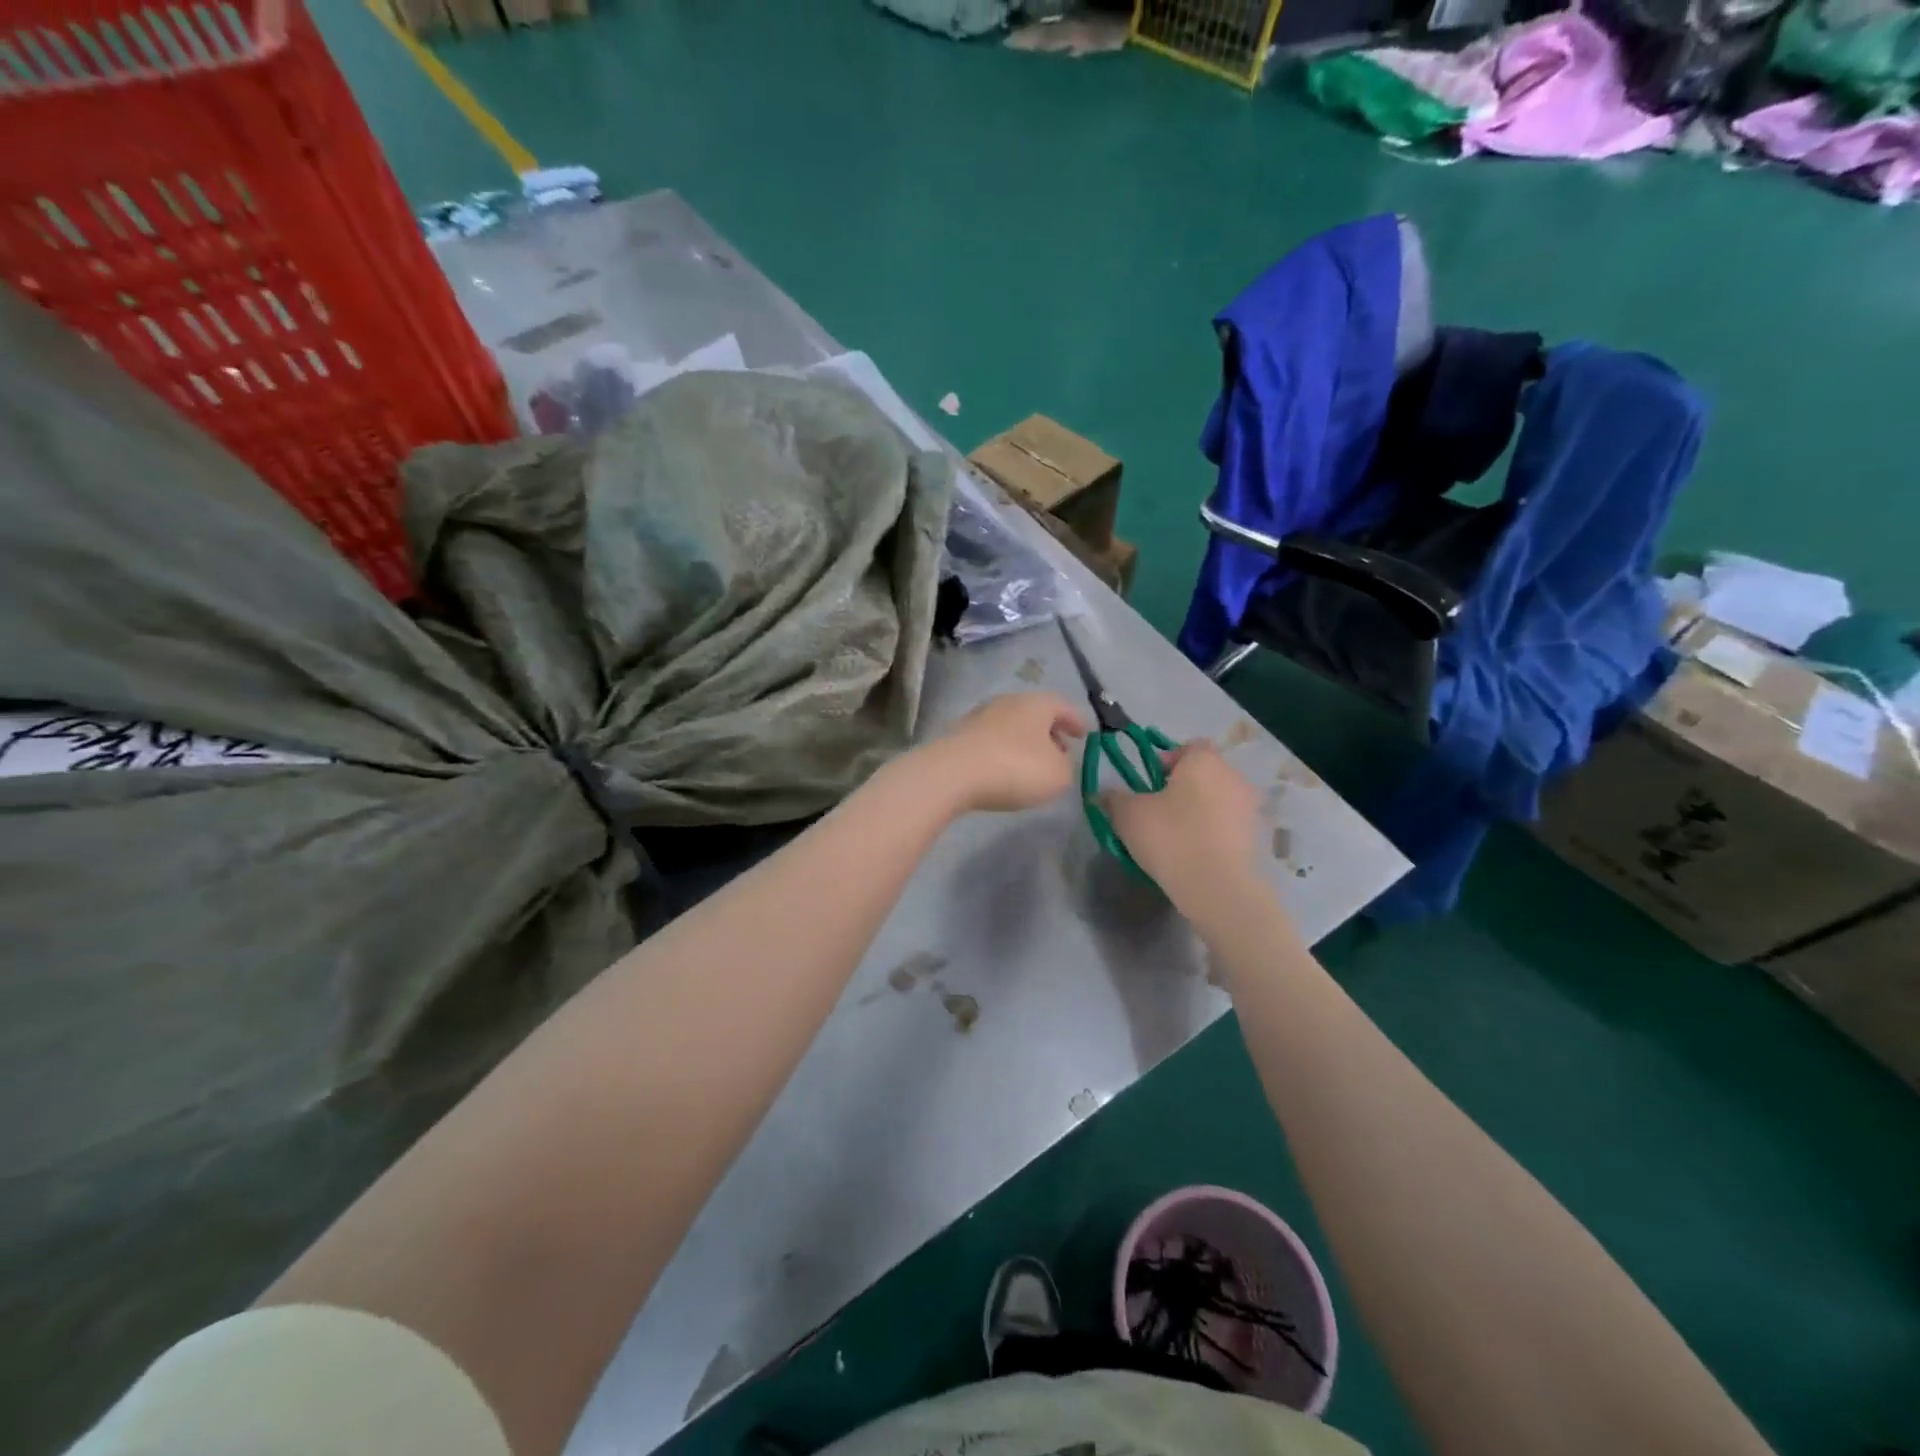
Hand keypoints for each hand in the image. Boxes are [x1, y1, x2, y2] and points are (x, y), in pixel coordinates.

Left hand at [920, 692, 1088, 814]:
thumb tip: (1060, 762)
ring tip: (1033, 764)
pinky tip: (1004, 770)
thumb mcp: (1058, 776)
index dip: (1076, 720)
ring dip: (1025, 742)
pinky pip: (991, 740)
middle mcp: (1008, 702)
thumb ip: (1067, 768)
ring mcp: (980, 716)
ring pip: (1012, 726)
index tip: (1084, 734)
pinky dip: (1003, 751)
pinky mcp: (959, 735)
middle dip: (1050, 732)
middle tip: (1061, 750)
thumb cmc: (1015, 768)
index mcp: (1036, 703)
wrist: (952, 773)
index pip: (1063, 706)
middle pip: (1035, 713)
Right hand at [1100, 741, 1261, 915]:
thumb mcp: (1128, 815)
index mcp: (1204, 761)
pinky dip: (1214, 831)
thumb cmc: (1171, 836)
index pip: (1190, 746)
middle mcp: (1232, 776)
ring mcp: (1249, 807)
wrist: (1217, 887)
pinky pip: (1228, 824)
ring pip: (1218, 799)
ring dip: (1200, 810)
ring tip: (1177, 834)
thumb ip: (1114, 798)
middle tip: (1159, 809)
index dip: (1168, 760)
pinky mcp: (1257, 837)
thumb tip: (1104, 794)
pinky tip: (1195, 853)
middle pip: (1205, 772)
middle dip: (1184, 786)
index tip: (1151, 783)